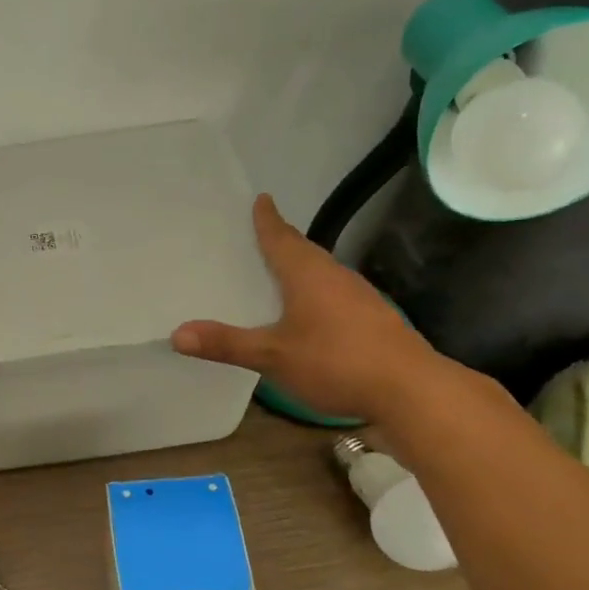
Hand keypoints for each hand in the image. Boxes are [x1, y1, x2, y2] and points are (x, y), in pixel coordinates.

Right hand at [171, 194, 450, 423]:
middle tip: (262, 235)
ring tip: (281, 273)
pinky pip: (337, 295)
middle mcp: (336, 277)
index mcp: (308, 274)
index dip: (268, 220)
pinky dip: (318, 295)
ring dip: (302, 269)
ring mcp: (361, 298)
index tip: (262, 198)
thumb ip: (226, 344)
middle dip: (283, 242)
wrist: (412, 391)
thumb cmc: (337, 362)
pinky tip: (312, 314)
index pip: (282, 237)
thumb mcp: (273, 356)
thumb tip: (176, 334)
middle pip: (305, 252)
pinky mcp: (375, 320)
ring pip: (323, 274)